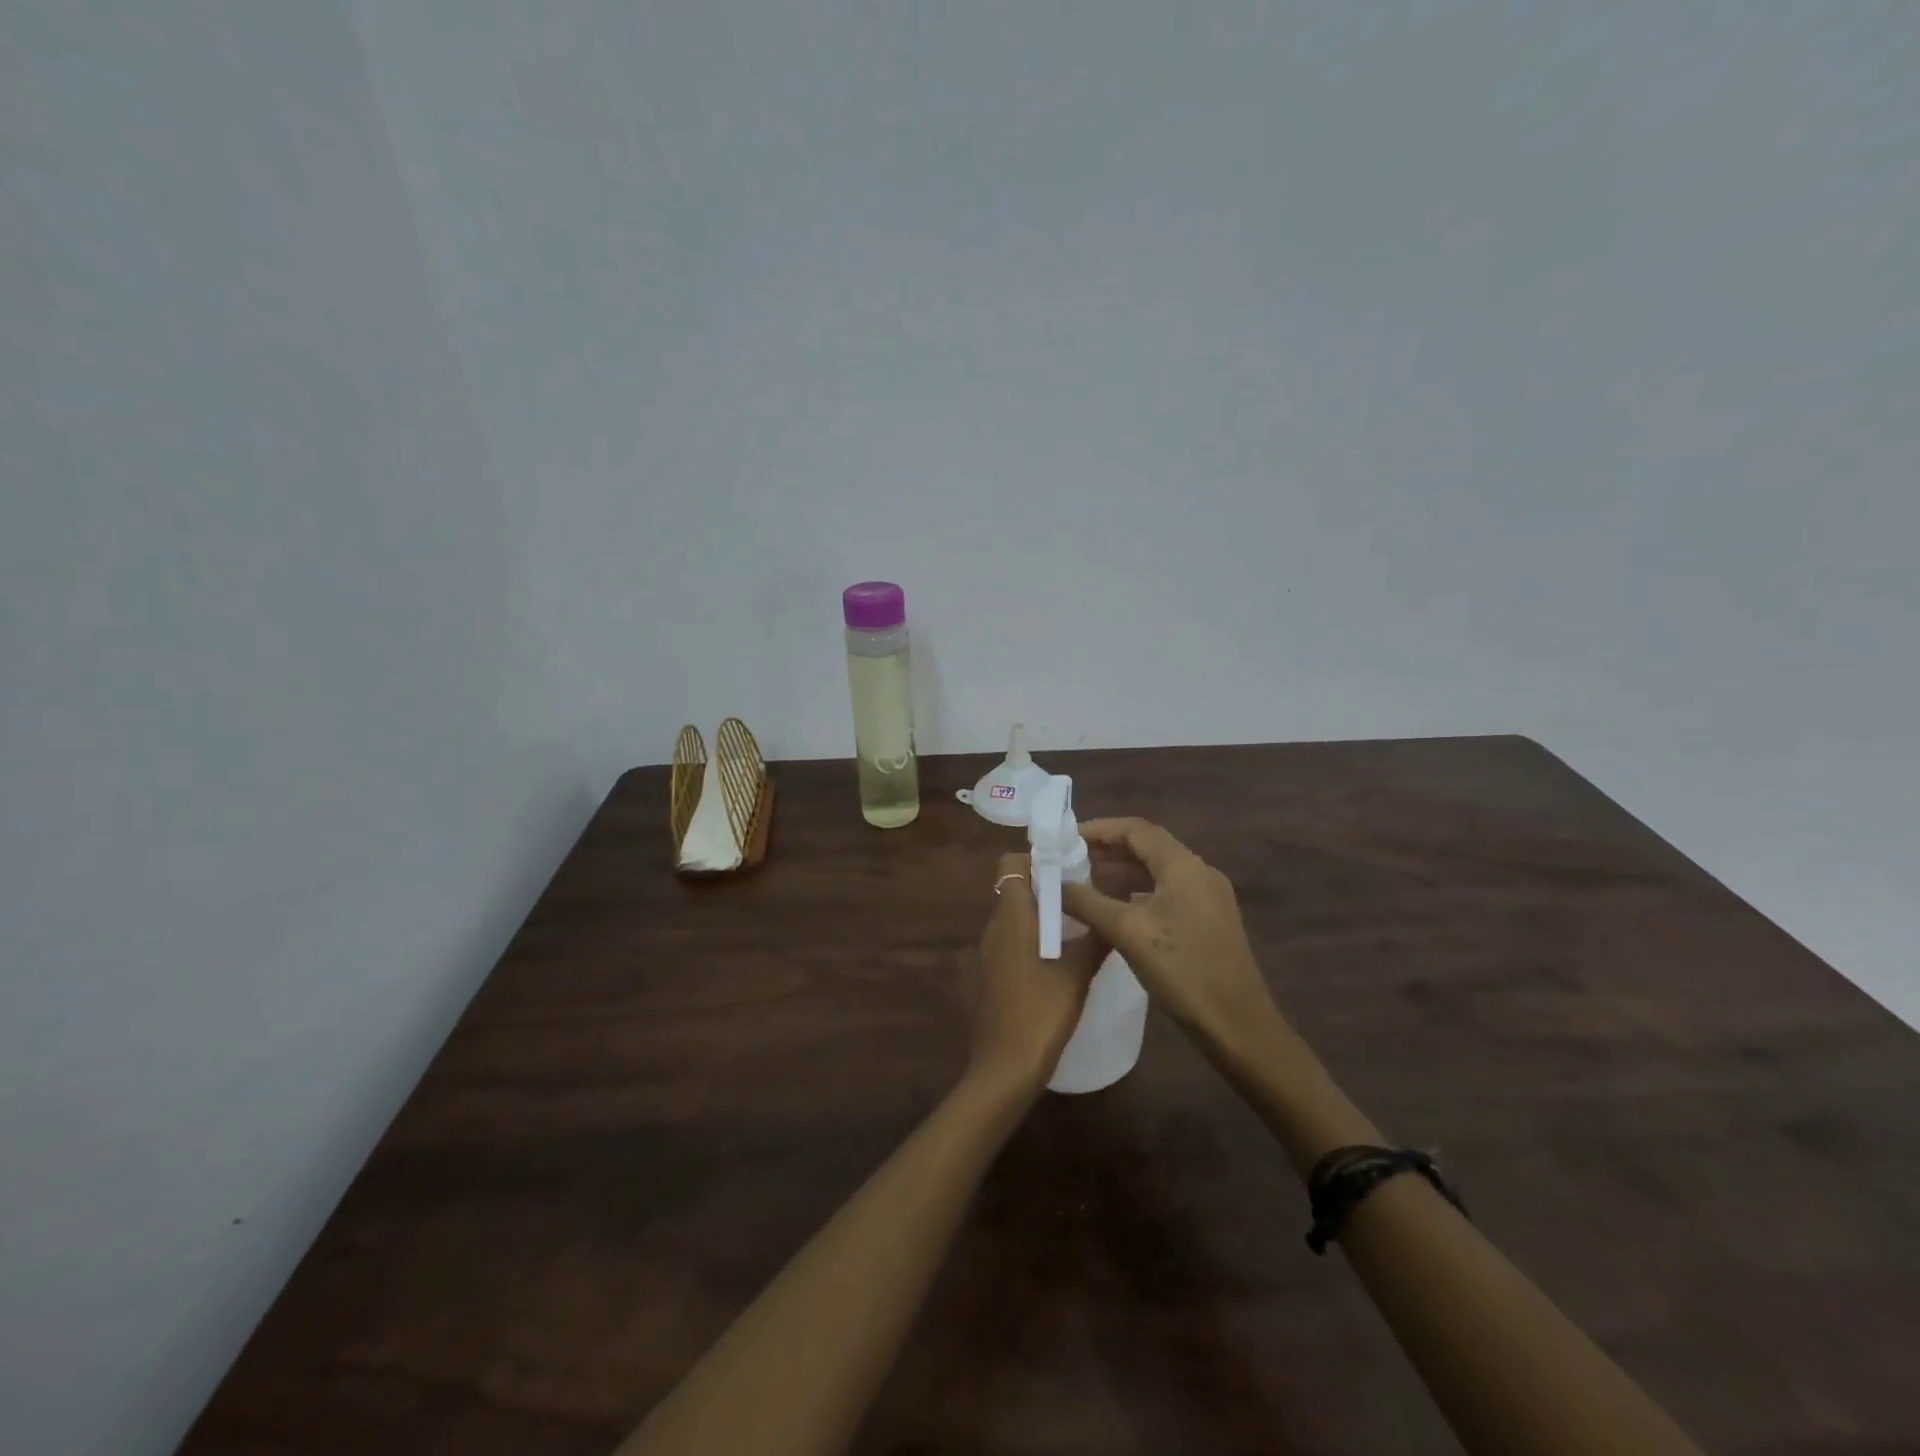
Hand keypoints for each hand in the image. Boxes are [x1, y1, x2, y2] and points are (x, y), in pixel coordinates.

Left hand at [967, 852, 1105, 1095]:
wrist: (1004, 1067)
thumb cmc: (1042, 1011)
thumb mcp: (1078, 973)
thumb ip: (1097, 938)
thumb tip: (1117, 911)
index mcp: (1011, 915)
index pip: (1011, 864)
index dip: (1036, 859)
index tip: (1069, 868)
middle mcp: (994, 927)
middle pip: (1015, 889)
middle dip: (1047, 887)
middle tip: (1085, 898)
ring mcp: (988, 953)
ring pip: (1014, 918)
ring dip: (1041, 916)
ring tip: (1079, 928)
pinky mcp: (989, 976)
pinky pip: (1011, 943)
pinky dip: (1032, 940)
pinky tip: (1059, 961)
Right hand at [1061, 818, 1280, 1060]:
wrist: (1238, 1026)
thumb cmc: (1182, 971)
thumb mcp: (1127, 932)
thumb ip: (1086, 902)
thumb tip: (1051, 883)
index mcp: (1184, 866)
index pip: (1136, 829)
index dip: (1099, 828)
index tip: (1065, 838)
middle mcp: (1200, 872)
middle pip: (1148, 846)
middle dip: (1108, 848)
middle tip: (1070, 858)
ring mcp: (1209, 898)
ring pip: (1159, 870)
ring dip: (1123, 871)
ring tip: (1086, 879)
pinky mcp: (1210, 922)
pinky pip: (1168, 892)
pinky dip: (1139, 891)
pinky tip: (1117, 908)